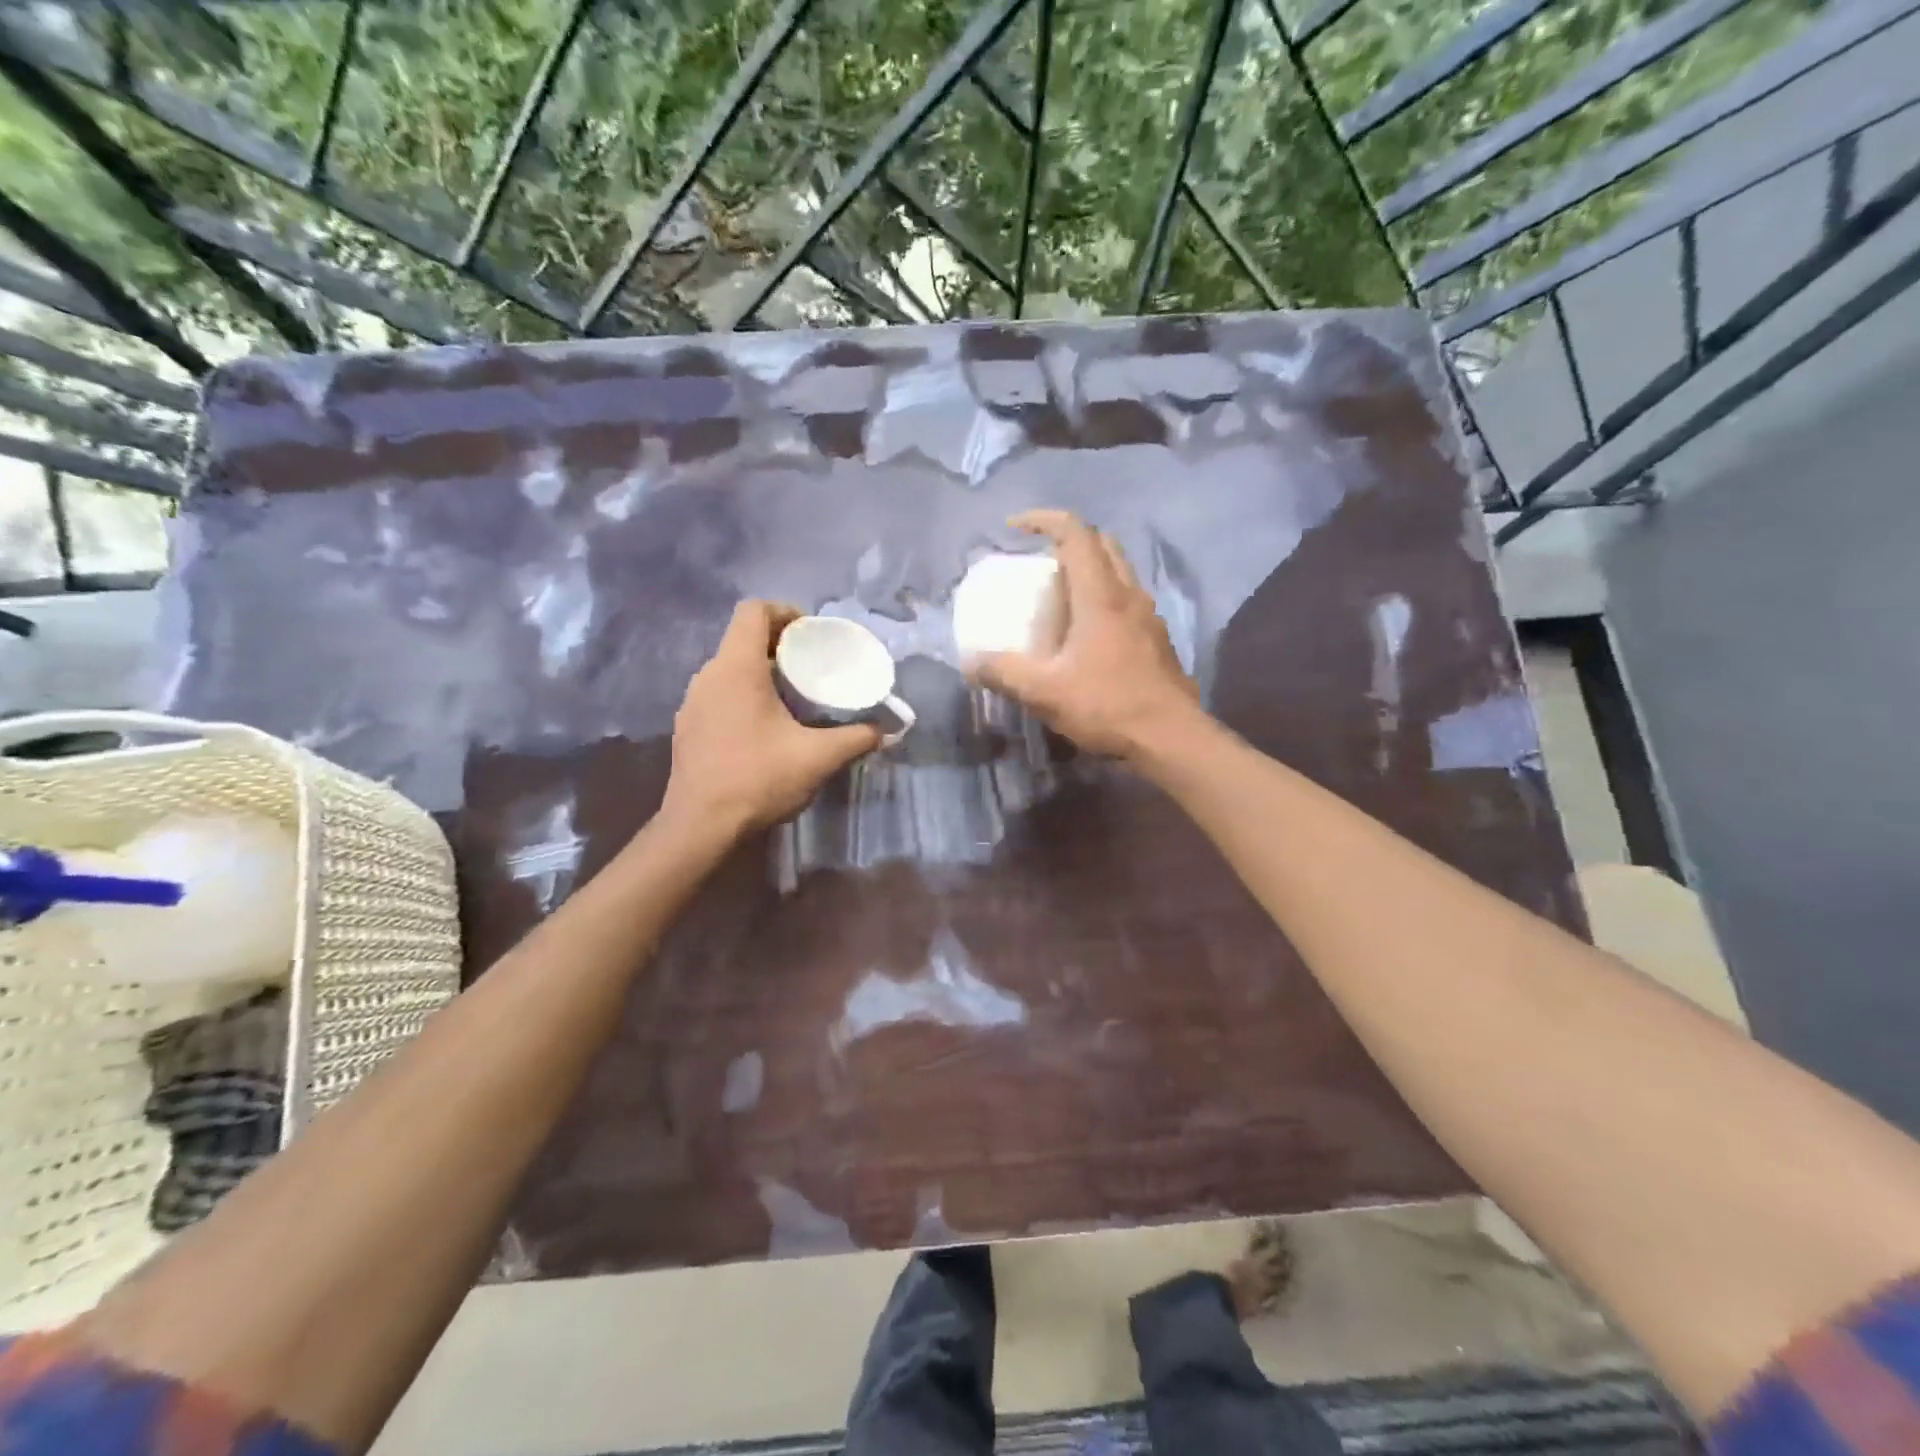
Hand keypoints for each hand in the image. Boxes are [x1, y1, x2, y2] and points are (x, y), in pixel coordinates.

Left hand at [662, 600, 881, 835]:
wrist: (700, 827)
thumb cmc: (758, 779)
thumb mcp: (818, 758)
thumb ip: (856, 738)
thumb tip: (887, 732)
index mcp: (736, 668)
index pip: (754, 611)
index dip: (785, 612)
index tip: (811, 634)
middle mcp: (708, 675)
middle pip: (742, 639)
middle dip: (779, 645)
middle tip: (812, 667)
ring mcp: (692, 702)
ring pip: (729, 669)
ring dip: (760, 672)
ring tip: (792, 697)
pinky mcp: (687, 728)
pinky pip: (718, 694)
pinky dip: (743, 696)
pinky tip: (764, 728)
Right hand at [969, 510, 1200, 761]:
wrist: (1171, 738)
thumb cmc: (1108, 706)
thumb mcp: (1044, 692)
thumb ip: (1004, 673)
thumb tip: (972, 663)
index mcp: (1101, 596)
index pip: (1075, 534)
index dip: (1043, 520)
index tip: (1015, 528)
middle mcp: (1128, 594)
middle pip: (1102, 544)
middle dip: (1068, 541)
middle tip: (1039, 563)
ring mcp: (1148, 616)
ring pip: (1119, 571)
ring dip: (1089, 570)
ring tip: (1060, 597)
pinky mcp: (1157, 638)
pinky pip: (1127, 600)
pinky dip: (1104, 598)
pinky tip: (1087, 634)